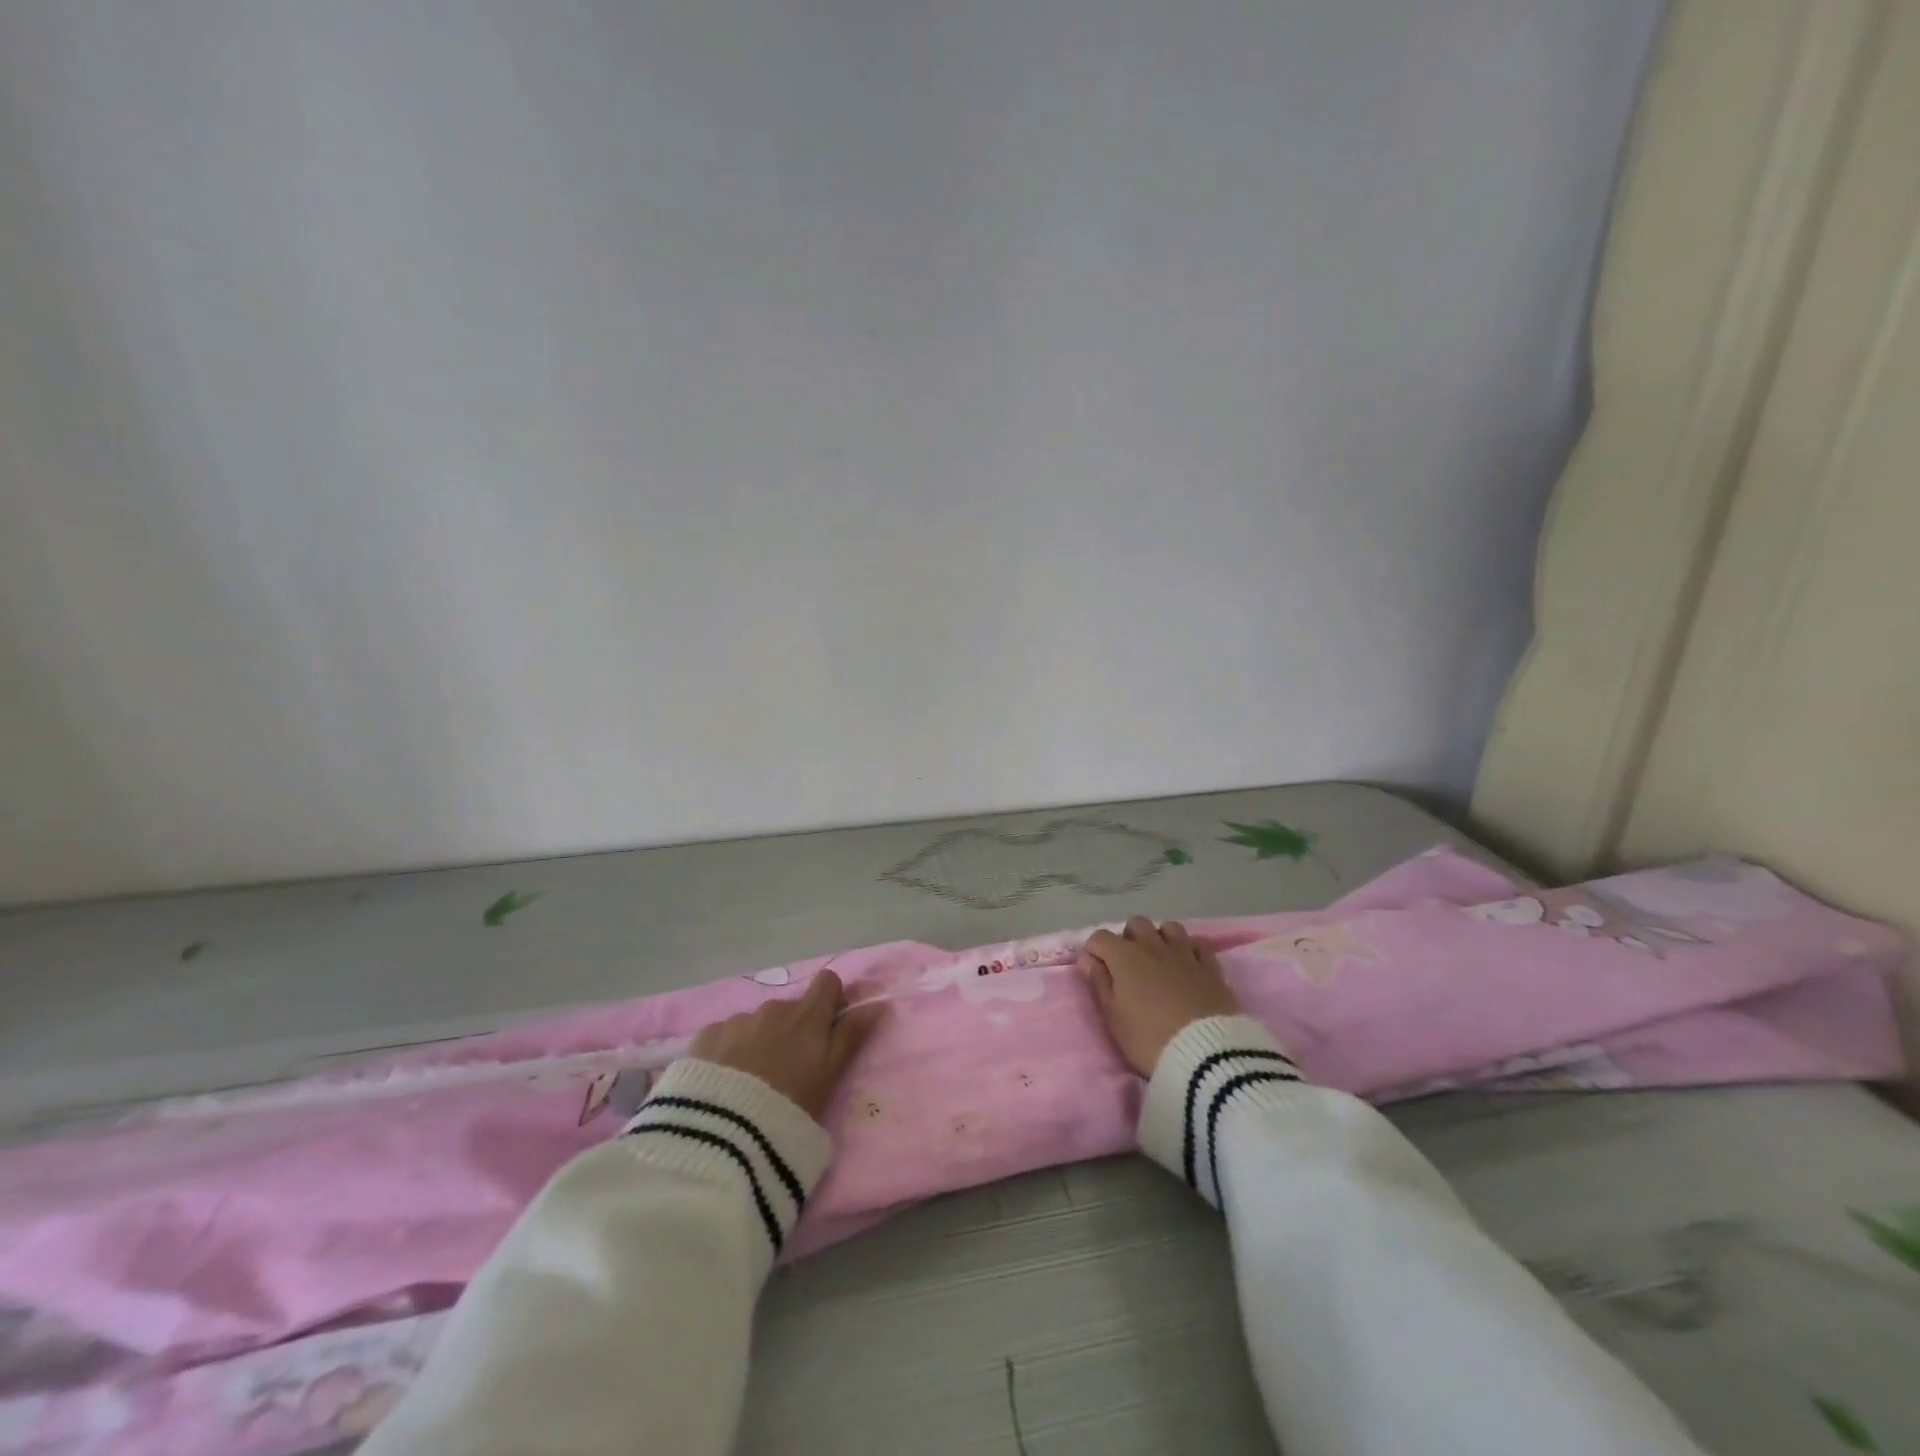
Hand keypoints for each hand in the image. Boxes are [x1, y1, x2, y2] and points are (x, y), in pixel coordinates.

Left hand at [690, 970, 884, 1119]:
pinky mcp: (705, 1036)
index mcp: (806, 1016)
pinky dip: (729, 1051)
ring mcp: (736, 1020)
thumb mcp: (830, 1076)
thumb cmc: (789, 1106)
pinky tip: (722, 1083)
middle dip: (792, 1030)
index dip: (831, 1001)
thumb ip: (852, 1036)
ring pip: (756, 1023)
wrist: (722, 1134)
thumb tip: (878, 1004)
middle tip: (786, 1072)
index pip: (827, 982)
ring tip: (749, 1083)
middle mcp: (772, 1008)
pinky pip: (725, 1034)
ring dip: (759, 1041)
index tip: (828, 1028)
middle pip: (790, 1009)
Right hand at [1081, 917, 1239, 1075]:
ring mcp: (1185, 953)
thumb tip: (1088, 959)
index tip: (1096, 971)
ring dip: (1160, 939)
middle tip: (1129, 967)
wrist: (1205, 1055)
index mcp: (1125, 957)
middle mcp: (1153, 946)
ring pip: (1169, 928)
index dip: (1094, 951)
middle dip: (1128, 939)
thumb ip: (1099, 983)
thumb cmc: (1148, 1039)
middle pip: (1136, 924)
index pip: (1100, 937)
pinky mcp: (1211, 966)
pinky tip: (1188, 965)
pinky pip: (1198, 944)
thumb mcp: (1113, 1017)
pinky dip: (1190, 950)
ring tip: (1160, 962)